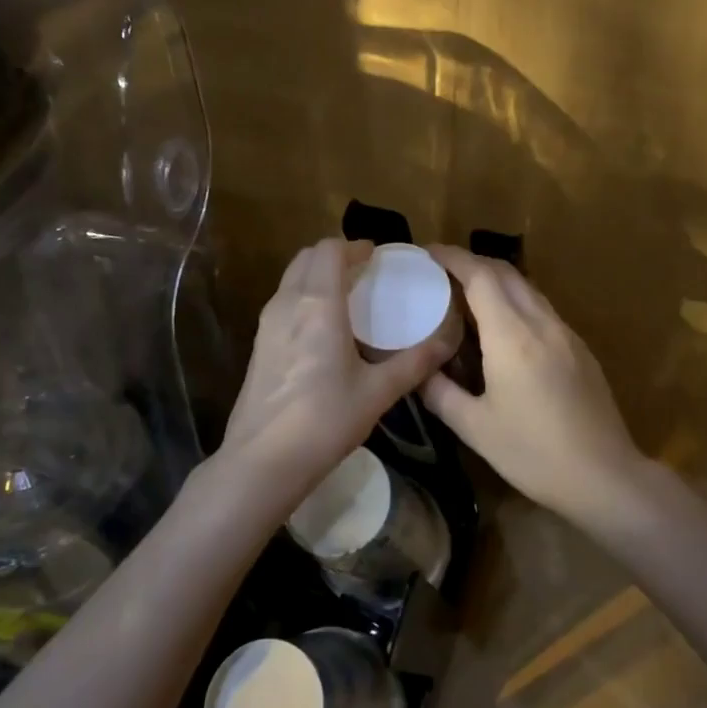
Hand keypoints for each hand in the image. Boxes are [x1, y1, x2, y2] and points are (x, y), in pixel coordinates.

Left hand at [217, 238, 453, 509]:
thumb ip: (414, 363)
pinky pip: (283, 302)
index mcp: (318, 303)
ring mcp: (267, 323)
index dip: (355, 247)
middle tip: (364, 274)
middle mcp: (288, 303)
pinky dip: (303, 297)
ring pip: (291, 279)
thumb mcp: (378, 392)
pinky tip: (323, 329)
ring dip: (317, 275)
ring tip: (347, 298)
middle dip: (335, 256)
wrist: (263, 460)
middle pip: (307, 257)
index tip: (378, 258)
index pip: (330, 250)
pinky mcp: (258, 345)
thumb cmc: (325, 420)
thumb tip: (448, 341)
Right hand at [421, 246, 651, 522]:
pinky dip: (515, 301)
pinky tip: (503, 326)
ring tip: (467, 294)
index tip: (427, 252)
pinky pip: (542, 308)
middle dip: (472, 262)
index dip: (452, 257)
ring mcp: (566, 333)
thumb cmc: (534, 453)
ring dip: (496, 280)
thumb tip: (416, 371)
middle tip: (440, 272)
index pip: (480, 276)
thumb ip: (440, 392)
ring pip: (527, 288)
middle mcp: (541, 323)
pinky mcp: (580, 348)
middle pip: (506, 272)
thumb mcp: (475, 428)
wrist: (605, 476)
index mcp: (512, 336)